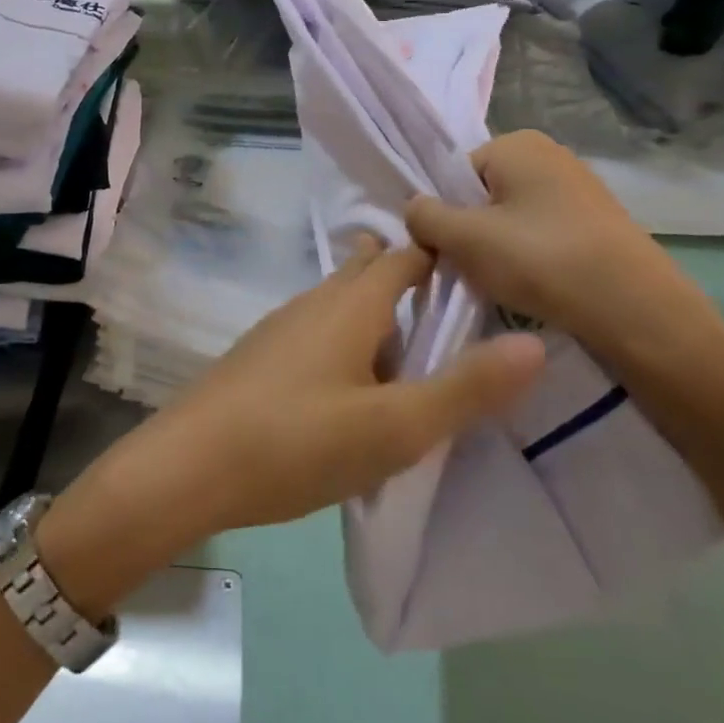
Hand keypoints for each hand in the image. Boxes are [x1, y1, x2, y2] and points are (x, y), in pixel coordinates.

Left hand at [41, 239, 544, 615]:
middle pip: (369, 273)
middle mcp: (315, 301)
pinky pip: (319, 333)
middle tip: (455, 317)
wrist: (189, 465)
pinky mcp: (262, 356)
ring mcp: (283, 327)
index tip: (483, 272)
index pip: (406, 257)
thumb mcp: (395, 427)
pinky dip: (349, 344)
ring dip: (378, 319)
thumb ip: (466, 388)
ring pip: (342, 306)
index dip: (443, 257)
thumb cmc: (297, 441)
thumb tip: (534, 345)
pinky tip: (355, 388)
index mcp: (351, 303)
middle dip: (408, 284)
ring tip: (415, 358)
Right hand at [405, 130, 723, 365]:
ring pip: (511, 219)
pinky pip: (543, 235)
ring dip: (499, 250)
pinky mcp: (599, 223)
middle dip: (471, 233)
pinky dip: (532, 259)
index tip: (448, 253)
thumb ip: (424, 217)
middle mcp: (550, 154)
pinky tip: (538, 288)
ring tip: (507, 285)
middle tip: (474, 272)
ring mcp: (579, 188)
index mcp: (517, 143)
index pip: (454, 176)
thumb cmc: (542, 261)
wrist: (639, 312)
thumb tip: (414, 209)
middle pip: (482, 196)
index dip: (444, 215)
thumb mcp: (465, 239)